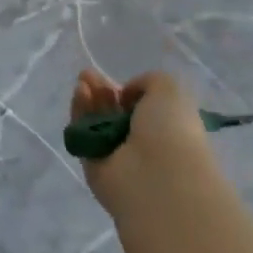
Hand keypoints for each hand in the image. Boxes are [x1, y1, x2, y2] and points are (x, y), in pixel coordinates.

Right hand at [71, 69, 210, 209]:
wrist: (157, 178)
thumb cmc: (172, 131)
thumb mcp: (170, 91)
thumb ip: (148, 81)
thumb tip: (126, 95)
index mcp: (166, 130)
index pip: (142, 110)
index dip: (129, 92)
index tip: (121, 83)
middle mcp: (141, 144)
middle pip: (115, 113)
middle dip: (102, 91)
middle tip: (89, 74)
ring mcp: (116, 156)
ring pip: (96, 122)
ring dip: (89, 98)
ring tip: (83, 79)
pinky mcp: (93, 165)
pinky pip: (83, 134)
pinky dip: (79, 112)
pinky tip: (80, 93)